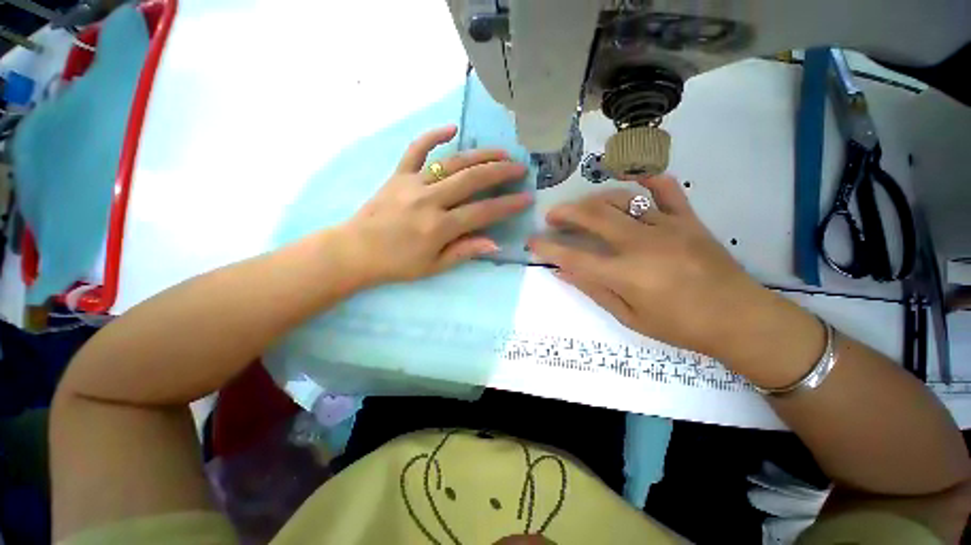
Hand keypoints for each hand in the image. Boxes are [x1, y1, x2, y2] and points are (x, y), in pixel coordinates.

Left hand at [341, 125, 530, 286]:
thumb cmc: (397, 264)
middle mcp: (429, 200)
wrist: (355, 251)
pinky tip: (451, 128)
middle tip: (519, 168)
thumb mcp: (433, 266)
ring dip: (479, 155)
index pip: (482, 212)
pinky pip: (416, 149)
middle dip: (500, 172)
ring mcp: (412, 183)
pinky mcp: (398, 175)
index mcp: (439, 227)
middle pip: (472, 180)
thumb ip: (464, 252)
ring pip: (452, 162)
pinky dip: (433, 136)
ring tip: (500, 152)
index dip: (507, 205)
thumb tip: (494, 243)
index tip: (527, 198)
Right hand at [528, 175, 808, 362]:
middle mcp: (642, 244)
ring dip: (594, 200)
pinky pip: (666, 189)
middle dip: (565, 213)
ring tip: (582, 208)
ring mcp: (668, 227)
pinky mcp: (688, 219)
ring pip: (620, 199)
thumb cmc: (680, 326)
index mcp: (626, 274)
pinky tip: (632, 178)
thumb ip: (594, 290)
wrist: (740, 319)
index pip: (573, 256)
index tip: (532, 242)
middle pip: (593, 217)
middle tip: (552, 216)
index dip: (548, 248)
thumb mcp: (629, 317)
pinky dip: (647, 179)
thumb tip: (563, 272)